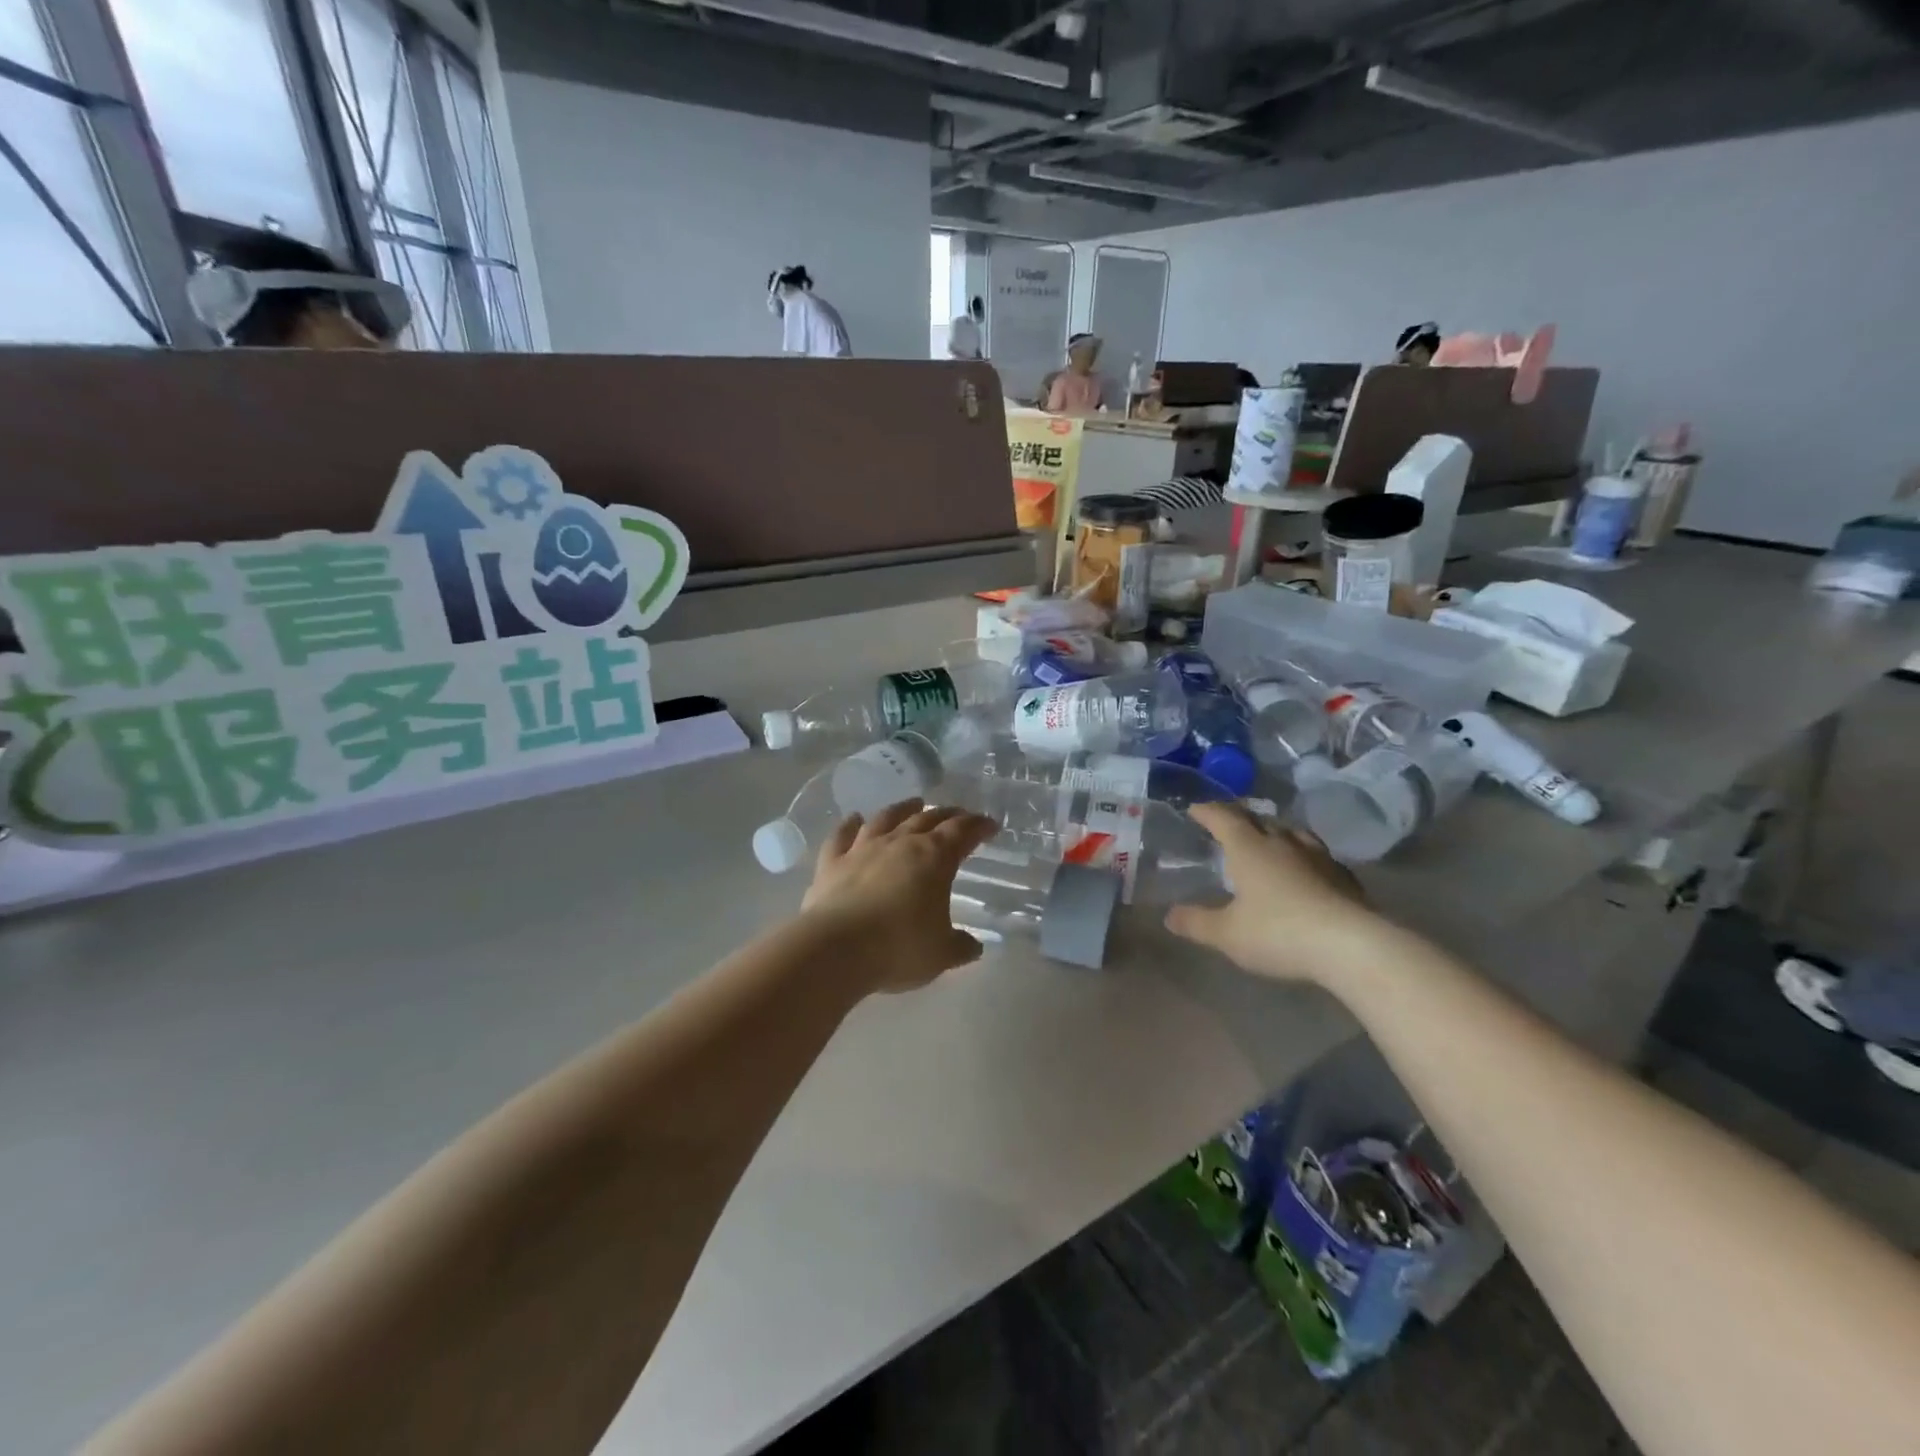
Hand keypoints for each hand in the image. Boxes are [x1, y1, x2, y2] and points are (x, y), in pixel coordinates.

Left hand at [802, 800, 999, 993]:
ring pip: (886, 818)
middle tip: (958, 815)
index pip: (962, 832)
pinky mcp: (832, 863)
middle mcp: (900, 844)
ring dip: (903, 809)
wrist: (836, 949)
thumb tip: (973, 945)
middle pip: (927, 819)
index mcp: (934, 858)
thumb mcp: (941, 954)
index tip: (990, 825)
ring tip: (914, 804)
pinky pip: (842, 836)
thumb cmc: (898, 948)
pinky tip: (854, 818)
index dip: (979, 826)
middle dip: (947, 815)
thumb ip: (960, 946)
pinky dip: (849, 824)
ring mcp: (863, 849)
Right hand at [1165, 803, 1381, 982]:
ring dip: (1276, 831)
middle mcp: (1283, 843)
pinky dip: (1304, 856)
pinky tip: (1307, 870)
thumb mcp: (1227, 934)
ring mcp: (1318, 857)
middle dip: (1240, 817)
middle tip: (1227, 822)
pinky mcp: (1344, 877)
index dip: (1207, 812)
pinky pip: (1318, 856)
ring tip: (1268, 839)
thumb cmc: (1278, 933)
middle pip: (1259, 819)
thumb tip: (1169, 915)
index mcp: (1249, 848)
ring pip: (1293, 833)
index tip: (1194, 809)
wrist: (1352, 946)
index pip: (1223, 818)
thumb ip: (1197, 922)